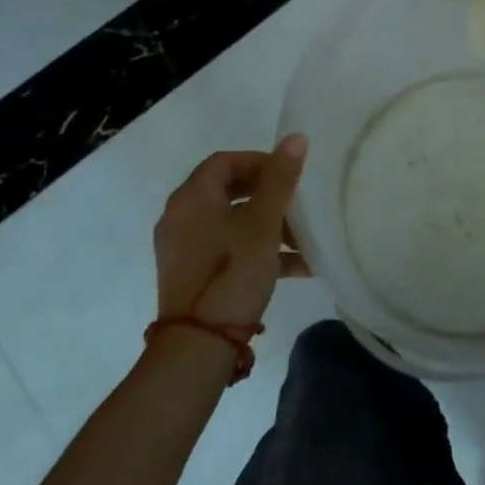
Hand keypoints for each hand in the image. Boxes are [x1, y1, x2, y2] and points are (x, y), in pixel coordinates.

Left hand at [154, 135, 309, 327]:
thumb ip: (280, 178)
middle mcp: (180, 217)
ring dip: (269, 225)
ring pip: (232, 222)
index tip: (290, 175)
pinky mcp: (191, 275)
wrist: (197, 347)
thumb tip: (296, 137)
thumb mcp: (264, 221)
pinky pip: (228, 249)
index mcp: (192, 197)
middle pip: (229, 190)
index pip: (226, 160)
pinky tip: (296, 267)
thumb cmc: (231, 272)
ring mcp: (183, 249)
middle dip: (269, 195)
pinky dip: (258, 249)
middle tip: (297, 203)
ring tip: (303, 240)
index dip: (260, 161)